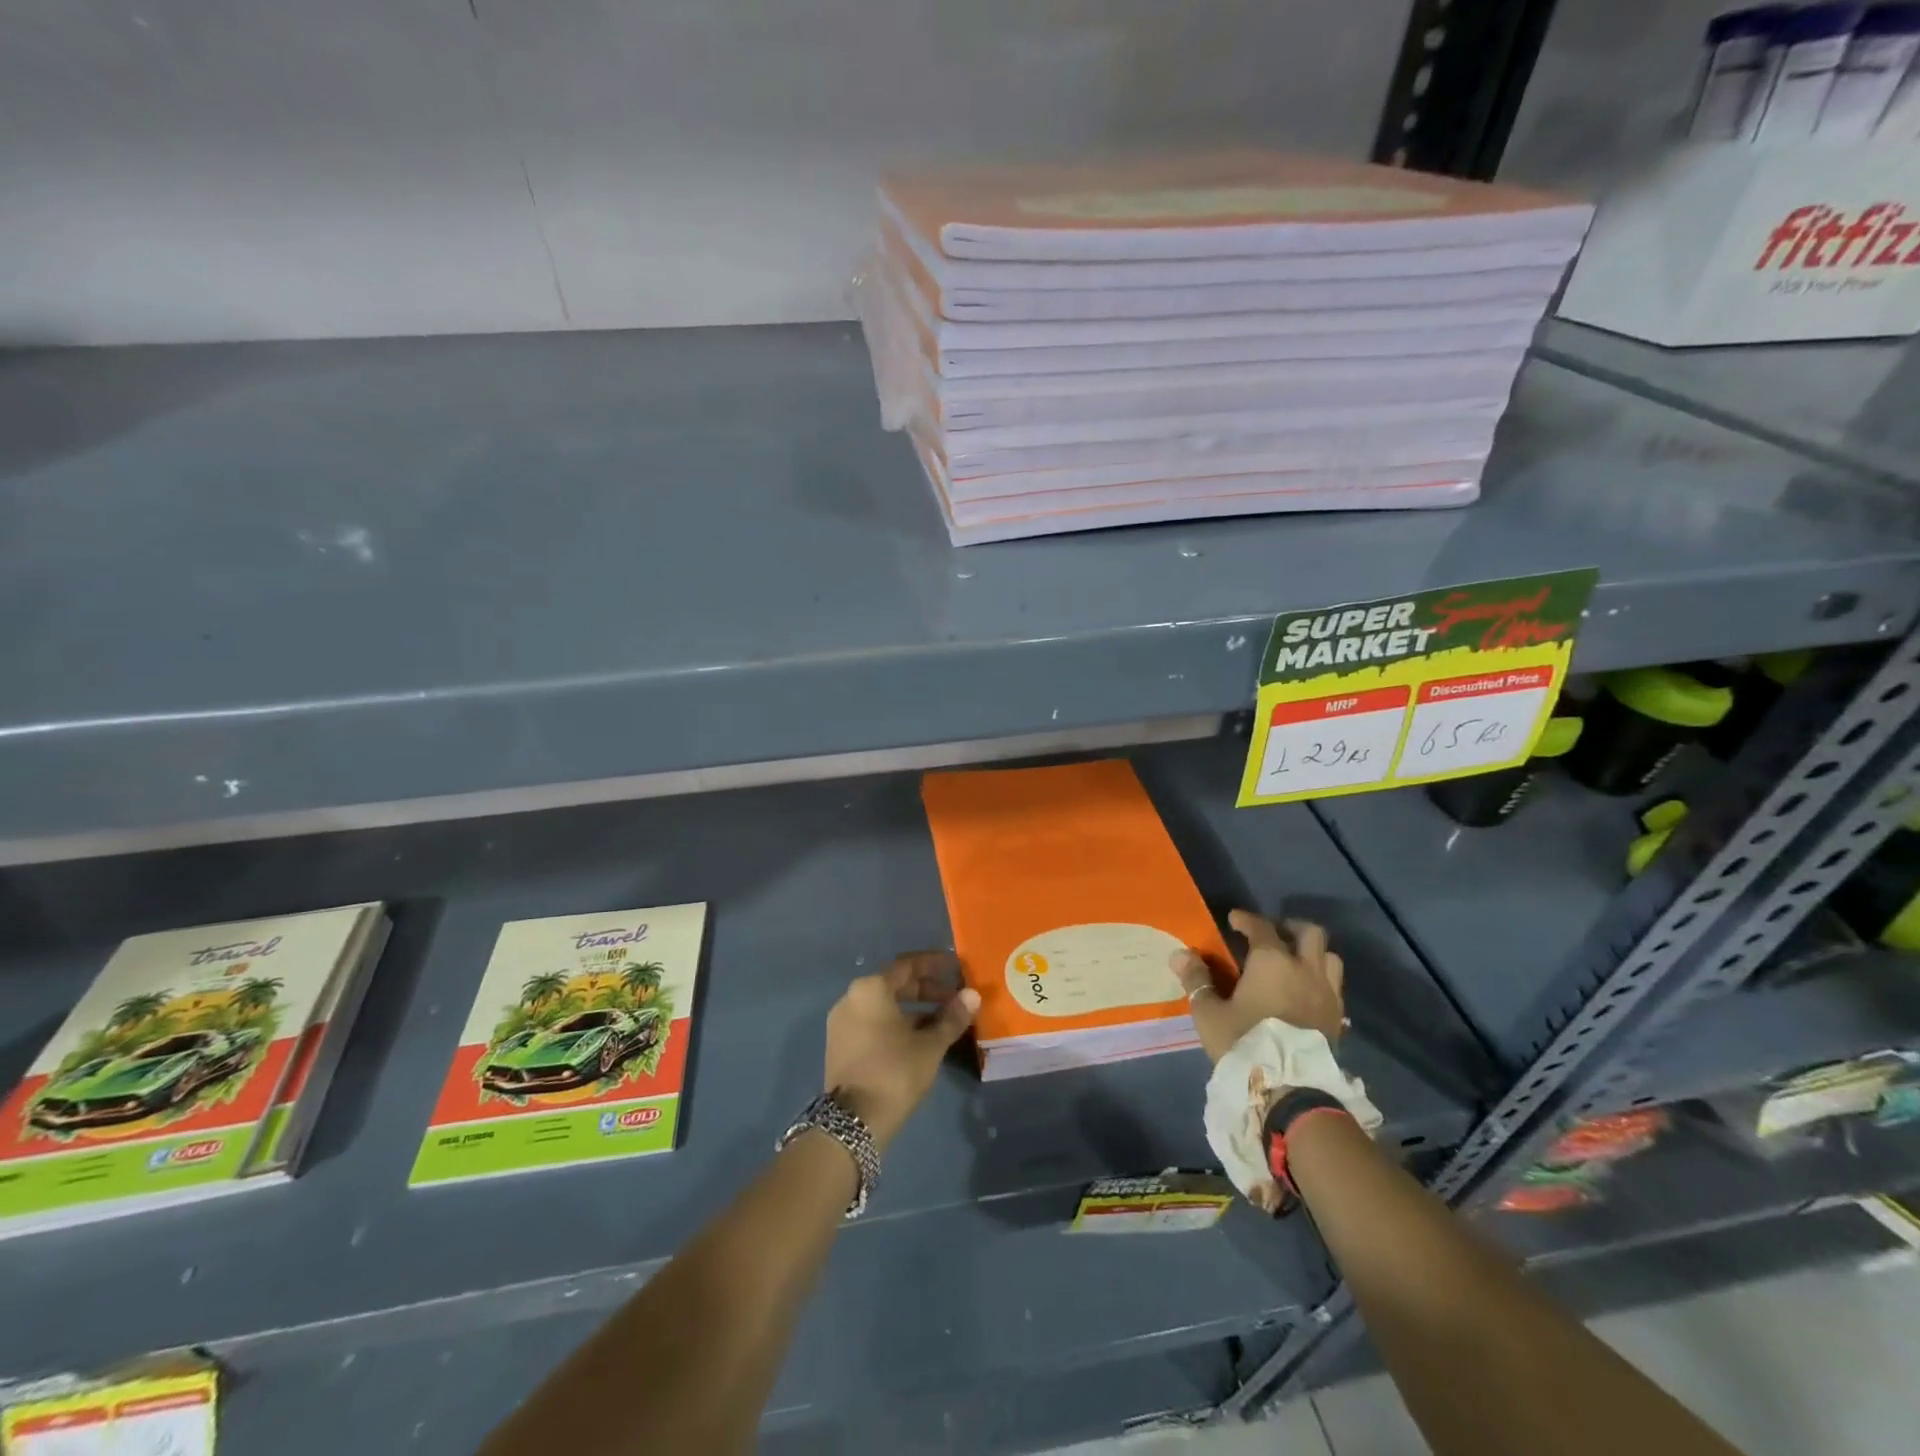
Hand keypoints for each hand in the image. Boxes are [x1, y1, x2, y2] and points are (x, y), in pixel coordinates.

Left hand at [824, 951, 979, 1148]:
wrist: (853, 1122)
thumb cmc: (895, 1072)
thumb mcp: (930, 1045)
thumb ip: (952, 1017)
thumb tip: (972, 995)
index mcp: (871, 989)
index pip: (908, 965)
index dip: (934, 965)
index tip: (956, 967)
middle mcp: (852, 998)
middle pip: (895, 984)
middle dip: (927, 989)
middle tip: (956, 997)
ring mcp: (843, 1022)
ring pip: (885, 1006)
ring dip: (915, 1009)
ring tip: (944, 1020)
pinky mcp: (842, 1044)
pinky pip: (874, 1022)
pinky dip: (898, 1023)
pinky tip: (921, 1038)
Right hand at [1171, 911, 1345, 1063]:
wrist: (1290, 1090)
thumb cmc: (1245, 1043)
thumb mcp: (1209, 1013)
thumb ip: (1196, 980)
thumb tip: (1179, 954)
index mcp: (1272, 961)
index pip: (1261, 927)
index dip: (1246, 919)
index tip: (1234, 919)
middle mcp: (1305, 969)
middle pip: (1309, 933)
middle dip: (1289, 928)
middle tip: (1272, 935)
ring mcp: (1327, 994)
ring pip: (1329, 958)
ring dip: (1312, 953)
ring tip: (1294, 962)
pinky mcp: (1338, 1019)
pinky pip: (1334, 987)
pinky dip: (1321, 980)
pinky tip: (1306, 993)